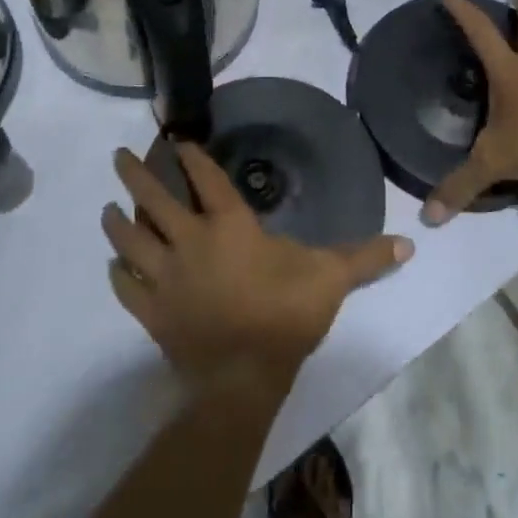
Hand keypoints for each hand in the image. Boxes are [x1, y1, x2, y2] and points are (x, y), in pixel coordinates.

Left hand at [103, 143, 414, 390]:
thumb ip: (364, 257)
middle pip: (154, 200)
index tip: (176, 139)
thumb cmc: (285, 316)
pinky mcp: (151, 312)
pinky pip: (126, 286)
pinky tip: (114, 266)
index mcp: (229, 226)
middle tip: (118, 157)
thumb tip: (409, 243)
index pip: (206, 179)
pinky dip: (118, 274)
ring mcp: (165, 278)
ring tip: (108, 207)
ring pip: (130, 240)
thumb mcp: (330, 279)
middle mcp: (190, 242)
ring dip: (117, 221)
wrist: (243, 379)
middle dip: (136, 175)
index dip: (191, 156)